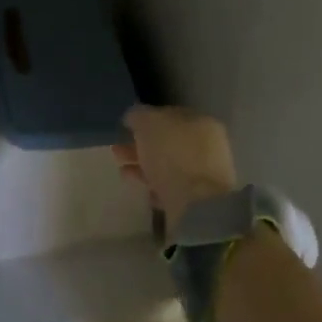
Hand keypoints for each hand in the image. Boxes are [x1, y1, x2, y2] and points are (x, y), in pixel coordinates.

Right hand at [114, 106, 240, 233]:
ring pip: (166, 166)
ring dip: (142, 167)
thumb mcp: (148, 123)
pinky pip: (169, 190)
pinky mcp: (193, 202)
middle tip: (117, 150)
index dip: (147, 120)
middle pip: (166, 143)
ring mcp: (201, 176)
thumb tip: (133, 117)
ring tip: (122, 170)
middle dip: (140, 145)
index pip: (170, 116)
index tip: (127, 127)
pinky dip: (154, 188)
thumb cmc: (174, 153)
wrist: (196, 205)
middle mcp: (204, 147)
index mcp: (200, 123)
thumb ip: (138, 116)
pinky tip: (139, 189)